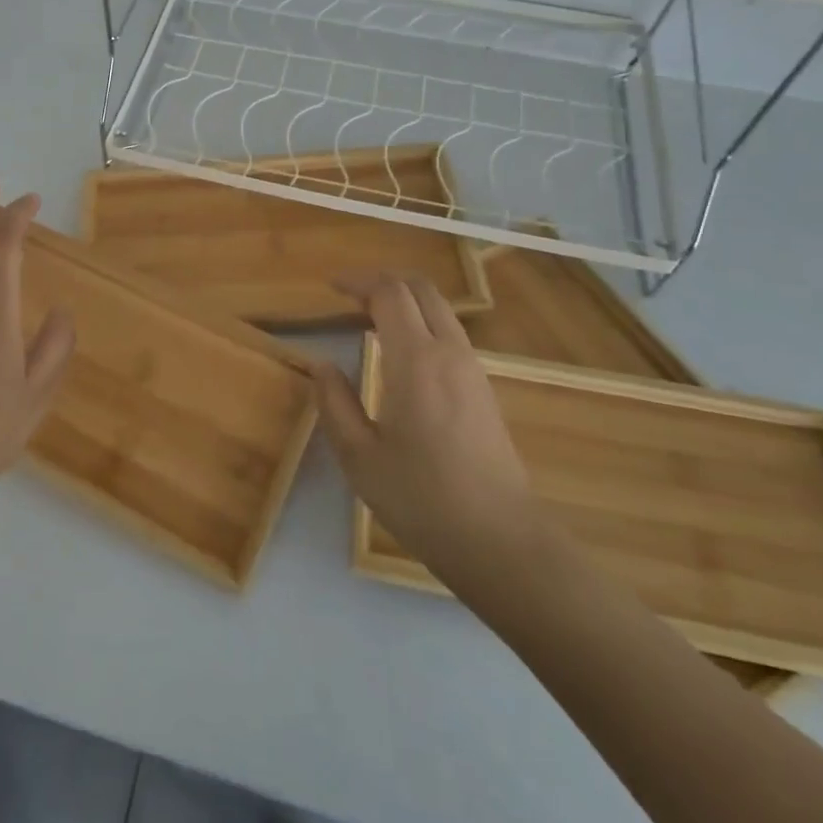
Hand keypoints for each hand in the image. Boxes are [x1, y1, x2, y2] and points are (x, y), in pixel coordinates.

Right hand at [311, 273, 536, 572]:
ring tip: (370, 319)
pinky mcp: (483, 388)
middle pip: (421, 288)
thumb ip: (335, 403)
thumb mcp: (360, 457)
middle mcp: (449, 352)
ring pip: (439, 309)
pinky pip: (450, 333)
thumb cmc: (422, 499)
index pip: (390, 293)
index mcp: (416, 360)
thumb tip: (321, 366)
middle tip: (350, 295)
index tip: (331, 287)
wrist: (500, 541)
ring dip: (405, 300)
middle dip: (384, 280)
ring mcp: (472, 368)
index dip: (358, 281)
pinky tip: (401, 352)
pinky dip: (421, 322)